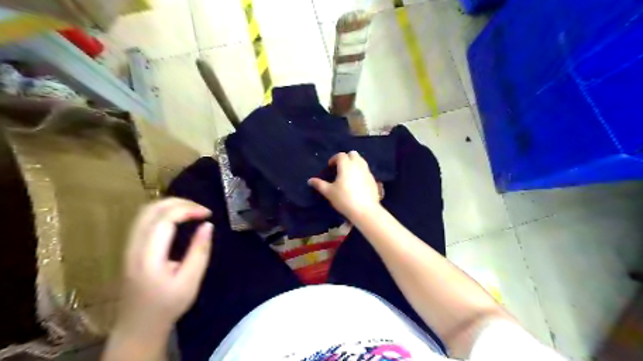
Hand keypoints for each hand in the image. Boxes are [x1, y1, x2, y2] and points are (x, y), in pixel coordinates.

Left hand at [115, 197, 212, 334]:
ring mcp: (129, 246)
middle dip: (180, 202)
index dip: (188, 209)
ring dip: (170, 205)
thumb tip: (208, 225)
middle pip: (151, 209)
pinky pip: (144, 220)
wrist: (138, 326)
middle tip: (201, 209)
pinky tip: (178, 218)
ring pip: (145, 212)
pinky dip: (163, 212)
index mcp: (148, 257)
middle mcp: (133, 247)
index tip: (208, 214)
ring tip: (193, 211)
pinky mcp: (130, 248)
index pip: (165, 219)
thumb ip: (200, 251)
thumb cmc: (167, 305)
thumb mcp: (190, 281)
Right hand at [308, 151, 377, 218]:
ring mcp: (367, 171)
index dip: (334, 158)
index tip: (330, 166)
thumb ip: (319, 184)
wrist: (365, 210)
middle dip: (346, 158)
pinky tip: (357, 182)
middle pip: (353, 154)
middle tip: (340, 167)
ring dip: (354, 163)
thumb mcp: (329, 192)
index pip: (341, 155)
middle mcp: (358, 165)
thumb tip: (310, 180)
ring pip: (361, 160)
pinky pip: (366, 170)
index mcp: (346, 165)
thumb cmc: (344, 199)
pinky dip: (361, 171)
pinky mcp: (373, 179)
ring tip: (348, 173)